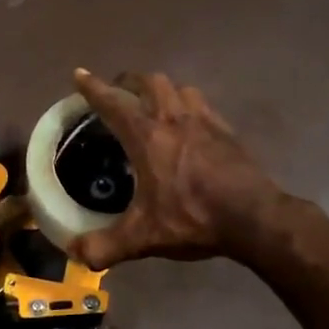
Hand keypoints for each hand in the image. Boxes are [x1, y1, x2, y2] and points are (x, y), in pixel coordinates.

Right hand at [69, 69, 283, 268]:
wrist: (253, 217)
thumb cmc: (193, 218)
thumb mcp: (143, 238)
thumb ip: (104, 246)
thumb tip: (75, 253)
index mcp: (147, 136)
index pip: (113, 102)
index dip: (92, 88)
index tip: (79, 75)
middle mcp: (174, 118)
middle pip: (149, 82)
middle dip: (129, 82)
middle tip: (118, 92)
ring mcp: (205, 121)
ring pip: (179, 88)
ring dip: (162, 89)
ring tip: (154, 104)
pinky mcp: (228, 131)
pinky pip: (203, 105)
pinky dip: (188, 105)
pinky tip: (190, 125)